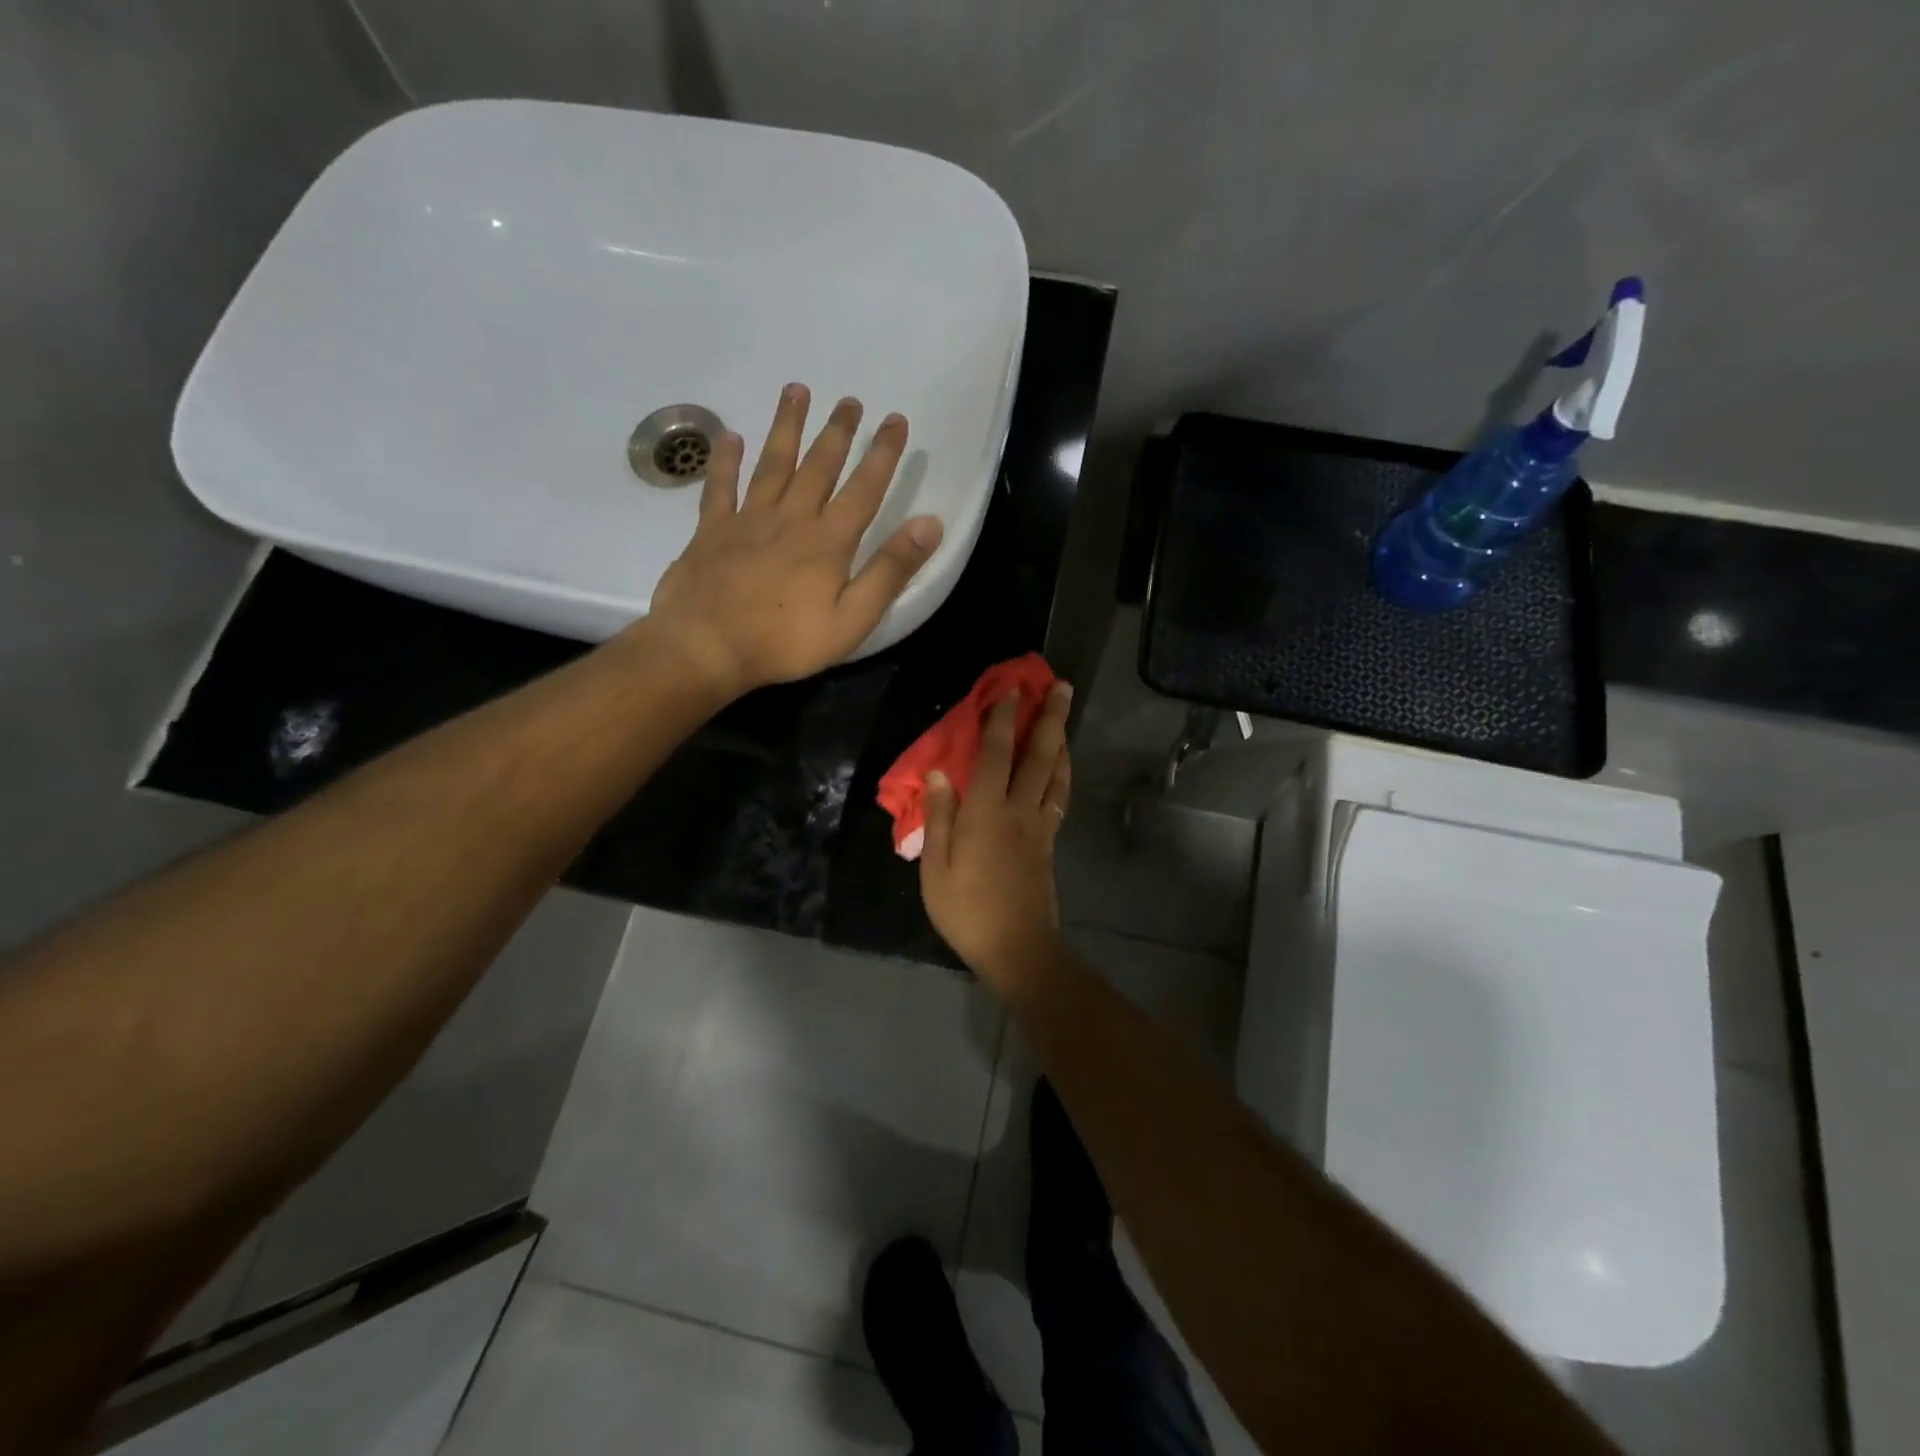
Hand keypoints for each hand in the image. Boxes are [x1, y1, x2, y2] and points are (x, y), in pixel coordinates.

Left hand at [645, 384, 942, 695]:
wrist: (707, 648)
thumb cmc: (785, 641)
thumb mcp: (852, 619)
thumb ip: (890, 571)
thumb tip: (929, 524)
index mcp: (828, 541)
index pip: (864, 488)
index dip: (882, 453)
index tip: (895, 419)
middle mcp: (791, 518)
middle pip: (818, 466)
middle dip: (838, 431)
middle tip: (850, 399)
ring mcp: (748, 521)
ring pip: (772, 464)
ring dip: (787, 427)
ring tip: (796, 391)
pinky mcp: (712, 531)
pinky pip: (721, 487)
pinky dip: (725, 461)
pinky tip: (731, 437)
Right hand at [919, 681, 1073, 988]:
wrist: (1018, 948)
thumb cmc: (967, 911)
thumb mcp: (936, 868)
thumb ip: (938, 818)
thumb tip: (938, 773)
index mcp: (985, 814)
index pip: (994, 756)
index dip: (1001, 720)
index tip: (1009, 690)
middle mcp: (1018, 811)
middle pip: (1039, 756)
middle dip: (1050, 718)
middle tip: (1061, 686)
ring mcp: (1039, 826)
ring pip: (1056, 774)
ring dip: (1061, 740)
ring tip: (1065, 715)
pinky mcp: (1050, 842)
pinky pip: (1059, 796)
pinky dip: (1062, 773)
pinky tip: (1061, 766)